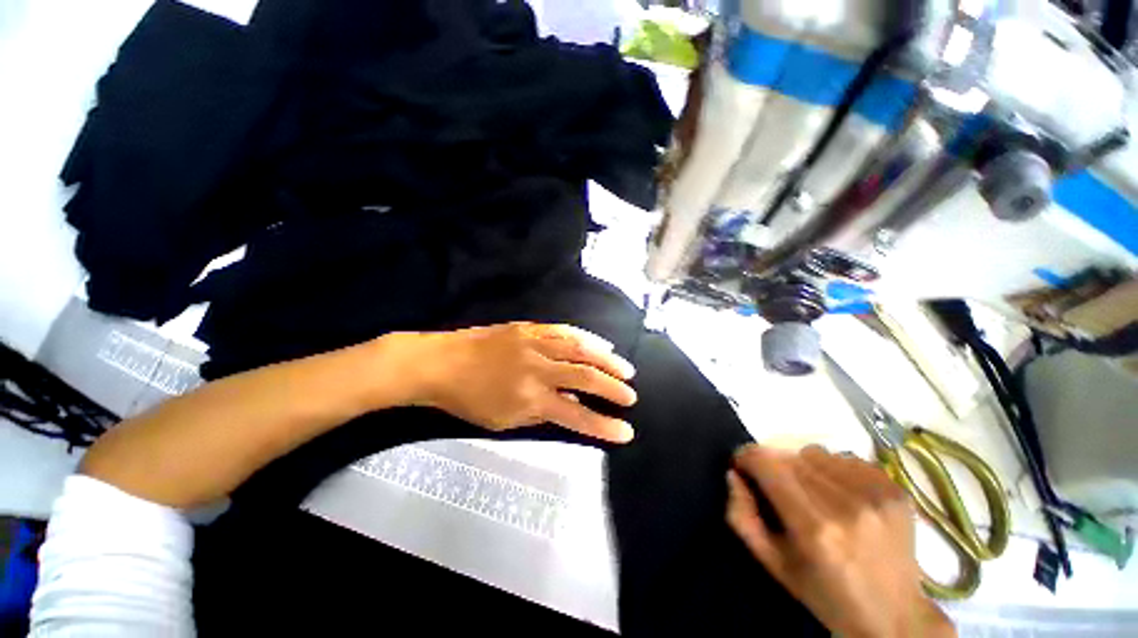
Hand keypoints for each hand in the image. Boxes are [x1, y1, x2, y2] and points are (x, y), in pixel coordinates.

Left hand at [394, 322, 636, 442]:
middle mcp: (538, 369)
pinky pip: (563, 330)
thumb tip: (569, 404)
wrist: (440, 363)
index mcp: (530, 398)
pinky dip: (586, 337)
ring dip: (607, 359)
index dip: (603, 425)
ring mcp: (534, 344)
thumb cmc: (468, 400)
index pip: (576, 414)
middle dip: (613, 388)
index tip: (626, 431)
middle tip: (631, 396)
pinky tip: (600, 342)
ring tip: (625, 368)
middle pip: (584, 377)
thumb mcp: (503, 421)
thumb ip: (540, 413)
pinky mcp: (528, 328)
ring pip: (579, 349)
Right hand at [725, 445, 954, 637]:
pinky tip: (840, 494)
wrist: (895, 616)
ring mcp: (876, 494)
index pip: (766, 463)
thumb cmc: (825, 595)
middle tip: (778, 488)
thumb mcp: (773, 564)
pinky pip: (846, 458)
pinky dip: (833, 469)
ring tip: (812, 492)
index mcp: (814, 528)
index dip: (746, 457)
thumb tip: (733, 474)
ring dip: (803, 466)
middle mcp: (846, 505)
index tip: (742, 466)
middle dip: (773, 466)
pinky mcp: (895, 488)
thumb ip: (742, 516)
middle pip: (789, 455)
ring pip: (816, 452)